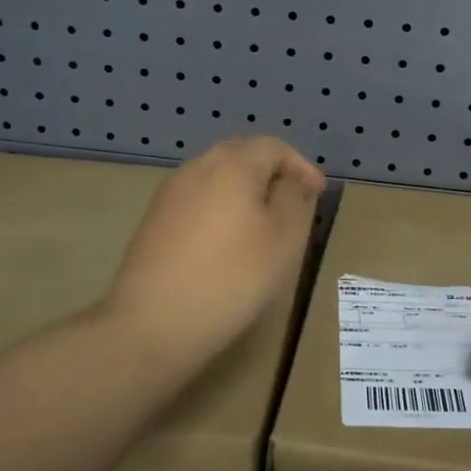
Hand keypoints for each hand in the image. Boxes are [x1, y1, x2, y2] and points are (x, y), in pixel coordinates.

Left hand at [100, 136, 325, 381]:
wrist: (153, 323)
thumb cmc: (232, 276)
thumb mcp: (284, 238)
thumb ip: (294, 199)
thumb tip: (291, 181)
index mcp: (232, 164)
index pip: (273, 146)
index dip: (301, 166)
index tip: (317, 194)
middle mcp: (197, 168)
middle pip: (241, 155)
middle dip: (271, 172)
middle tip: (292, 201)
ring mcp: (170, 194)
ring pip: (216, 178)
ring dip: (244, 190)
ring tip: (263, 222)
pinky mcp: (154, 221)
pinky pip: (197, 200)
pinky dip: (220, 209)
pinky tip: (227, 241)